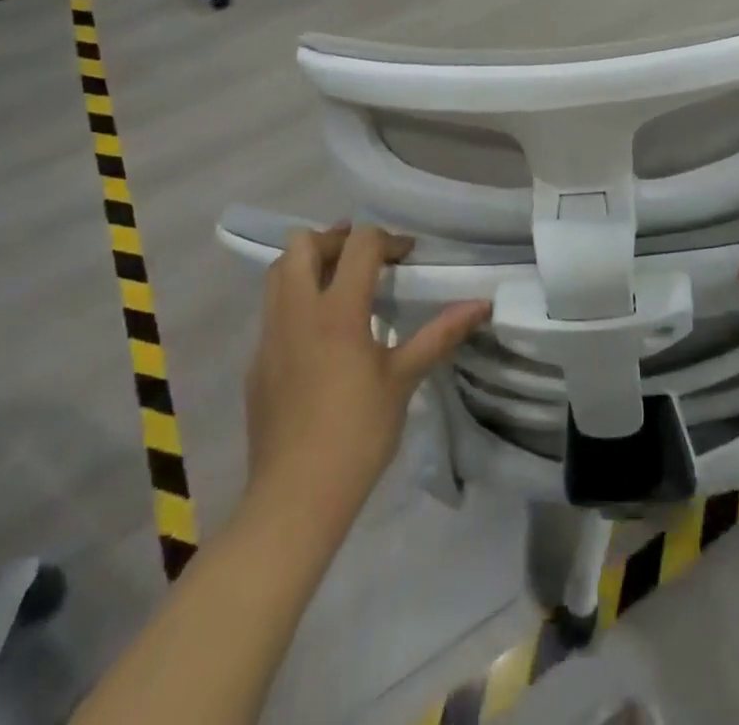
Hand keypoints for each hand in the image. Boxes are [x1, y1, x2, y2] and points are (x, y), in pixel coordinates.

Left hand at [244, 223, 488, 517]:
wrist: (294, 499)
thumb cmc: (357, 435)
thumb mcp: (403, 380)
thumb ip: (440, 334)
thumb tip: (482, 304)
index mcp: (336, 311)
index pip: (359, 244)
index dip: (388, 239)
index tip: (408, 257)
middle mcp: (296, 311)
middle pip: (302, 243)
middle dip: (337, 239)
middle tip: (366, 260)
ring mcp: (269, 336)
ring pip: (278, 272)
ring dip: (309, 264)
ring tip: (341, 285)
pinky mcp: (256, 362)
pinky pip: (272, 310)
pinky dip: (296, 300)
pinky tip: (321, 335)